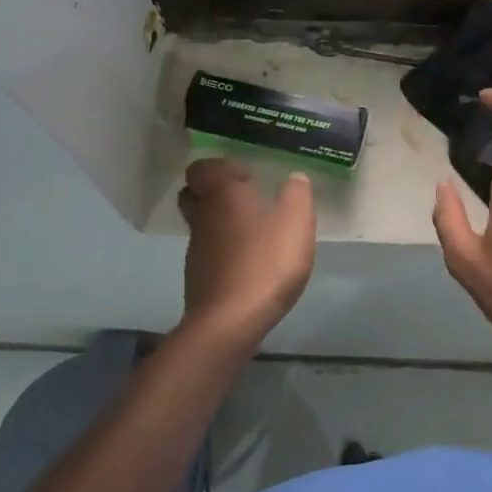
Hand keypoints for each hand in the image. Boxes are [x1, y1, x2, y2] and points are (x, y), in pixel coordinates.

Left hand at [178, 158, 315, 350]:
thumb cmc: (265, 263)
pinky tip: (249, 264)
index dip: (221, 168)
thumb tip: (295, 179)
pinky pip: (209, 254)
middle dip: (214, 194)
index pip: (201, 168)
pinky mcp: (198, 278)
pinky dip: (224, 253)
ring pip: (201, 225)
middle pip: (194, 195)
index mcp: (222, 195)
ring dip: (222, 225)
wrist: (230, 322)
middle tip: (245, 201)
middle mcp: (202, 217)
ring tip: (254, 235)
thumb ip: (297, 195)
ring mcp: (196, 250)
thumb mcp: (296, 223)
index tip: (248, 178)